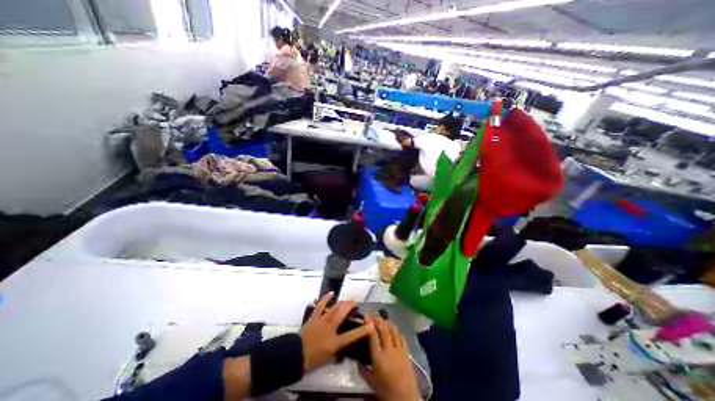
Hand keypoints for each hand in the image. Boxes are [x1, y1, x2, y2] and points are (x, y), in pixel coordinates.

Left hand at [299, 292, 374, 372]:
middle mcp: (329, 329)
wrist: (295, 355)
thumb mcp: (328, 359)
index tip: (371, 324)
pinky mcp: (314, 317)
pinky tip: (331, 293)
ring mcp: (321, 321)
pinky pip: (321, 305)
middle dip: (349, 307)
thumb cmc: (312, 360)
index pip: (351, 336)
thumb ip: (337, 352)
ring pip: (333, 309)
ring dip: (341, 303)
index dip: (362, 330)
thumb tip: (344, 347)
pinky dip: (326, 298)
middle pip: (341, 315)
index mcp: (334, 342)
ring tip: (347, 299)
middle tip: (355, 301)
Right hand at [358, 315, 420, 398]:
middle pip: (383, 328)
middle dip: (377, 318)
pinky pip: (401, 335)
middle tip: (371, 314)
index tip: (364, 315)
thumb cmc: (386, 390)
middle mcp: (389, 350)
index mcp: (379, 358)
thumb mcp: (370, 381)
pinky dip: (395, 328)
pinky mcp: (406, 351)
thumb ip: (362, 368)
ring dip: (386, 321)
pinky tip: (391, 327)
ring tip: (380, 318)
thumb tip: (356, 358)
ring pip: (393, 329)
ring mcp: (399, 349)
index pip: (373, 335)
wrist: (405, 399)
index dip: (369, 323)